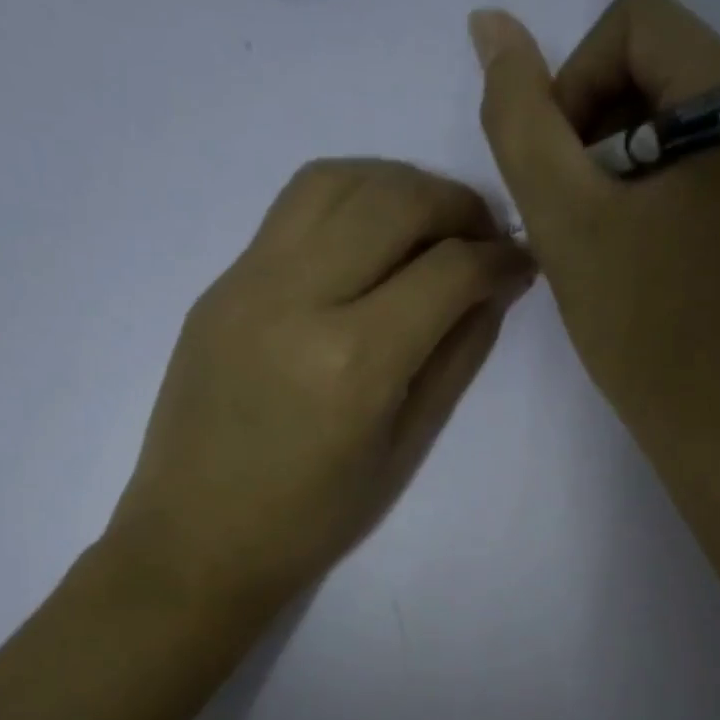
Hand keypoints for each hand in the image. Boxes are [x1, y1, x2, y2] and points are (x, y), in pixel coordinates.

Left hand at [108, 159, 534, 611]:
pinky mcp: (221, 282)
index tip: (522, 263)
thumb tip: (495, 291)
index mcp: (354, 361)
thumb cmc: (314, 517)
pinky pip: (294, 208)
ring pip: (337, 180)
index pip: (448, 271)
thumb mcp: (406, 446)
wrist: (197, 538)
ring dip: (400, 185)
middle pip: (394, 200)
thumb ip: (456, 358)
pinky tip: (372, 238)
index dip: (499, 258)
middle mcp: (297, 299)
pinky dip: (350, 200)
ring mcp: (248, 281)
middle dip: (458, 205)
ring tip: (430, 223)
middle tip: (484, 236)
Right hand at [471, 0, 719, 457]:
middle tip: (582, 209)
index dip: (576, 82)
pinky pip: (706, 146)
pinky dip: (658, 175)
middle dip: (600, 122)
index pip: (638, 22)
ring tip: (608, 229)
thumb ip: (519, 115)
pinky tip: (641, 236)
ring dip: (623, 152)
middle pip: (663, 58)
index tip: (564, 170)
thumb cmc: (638, 328)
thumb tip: (491, 26)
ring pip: (680, 103)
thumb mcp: (563, 217)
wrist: (712, 421)